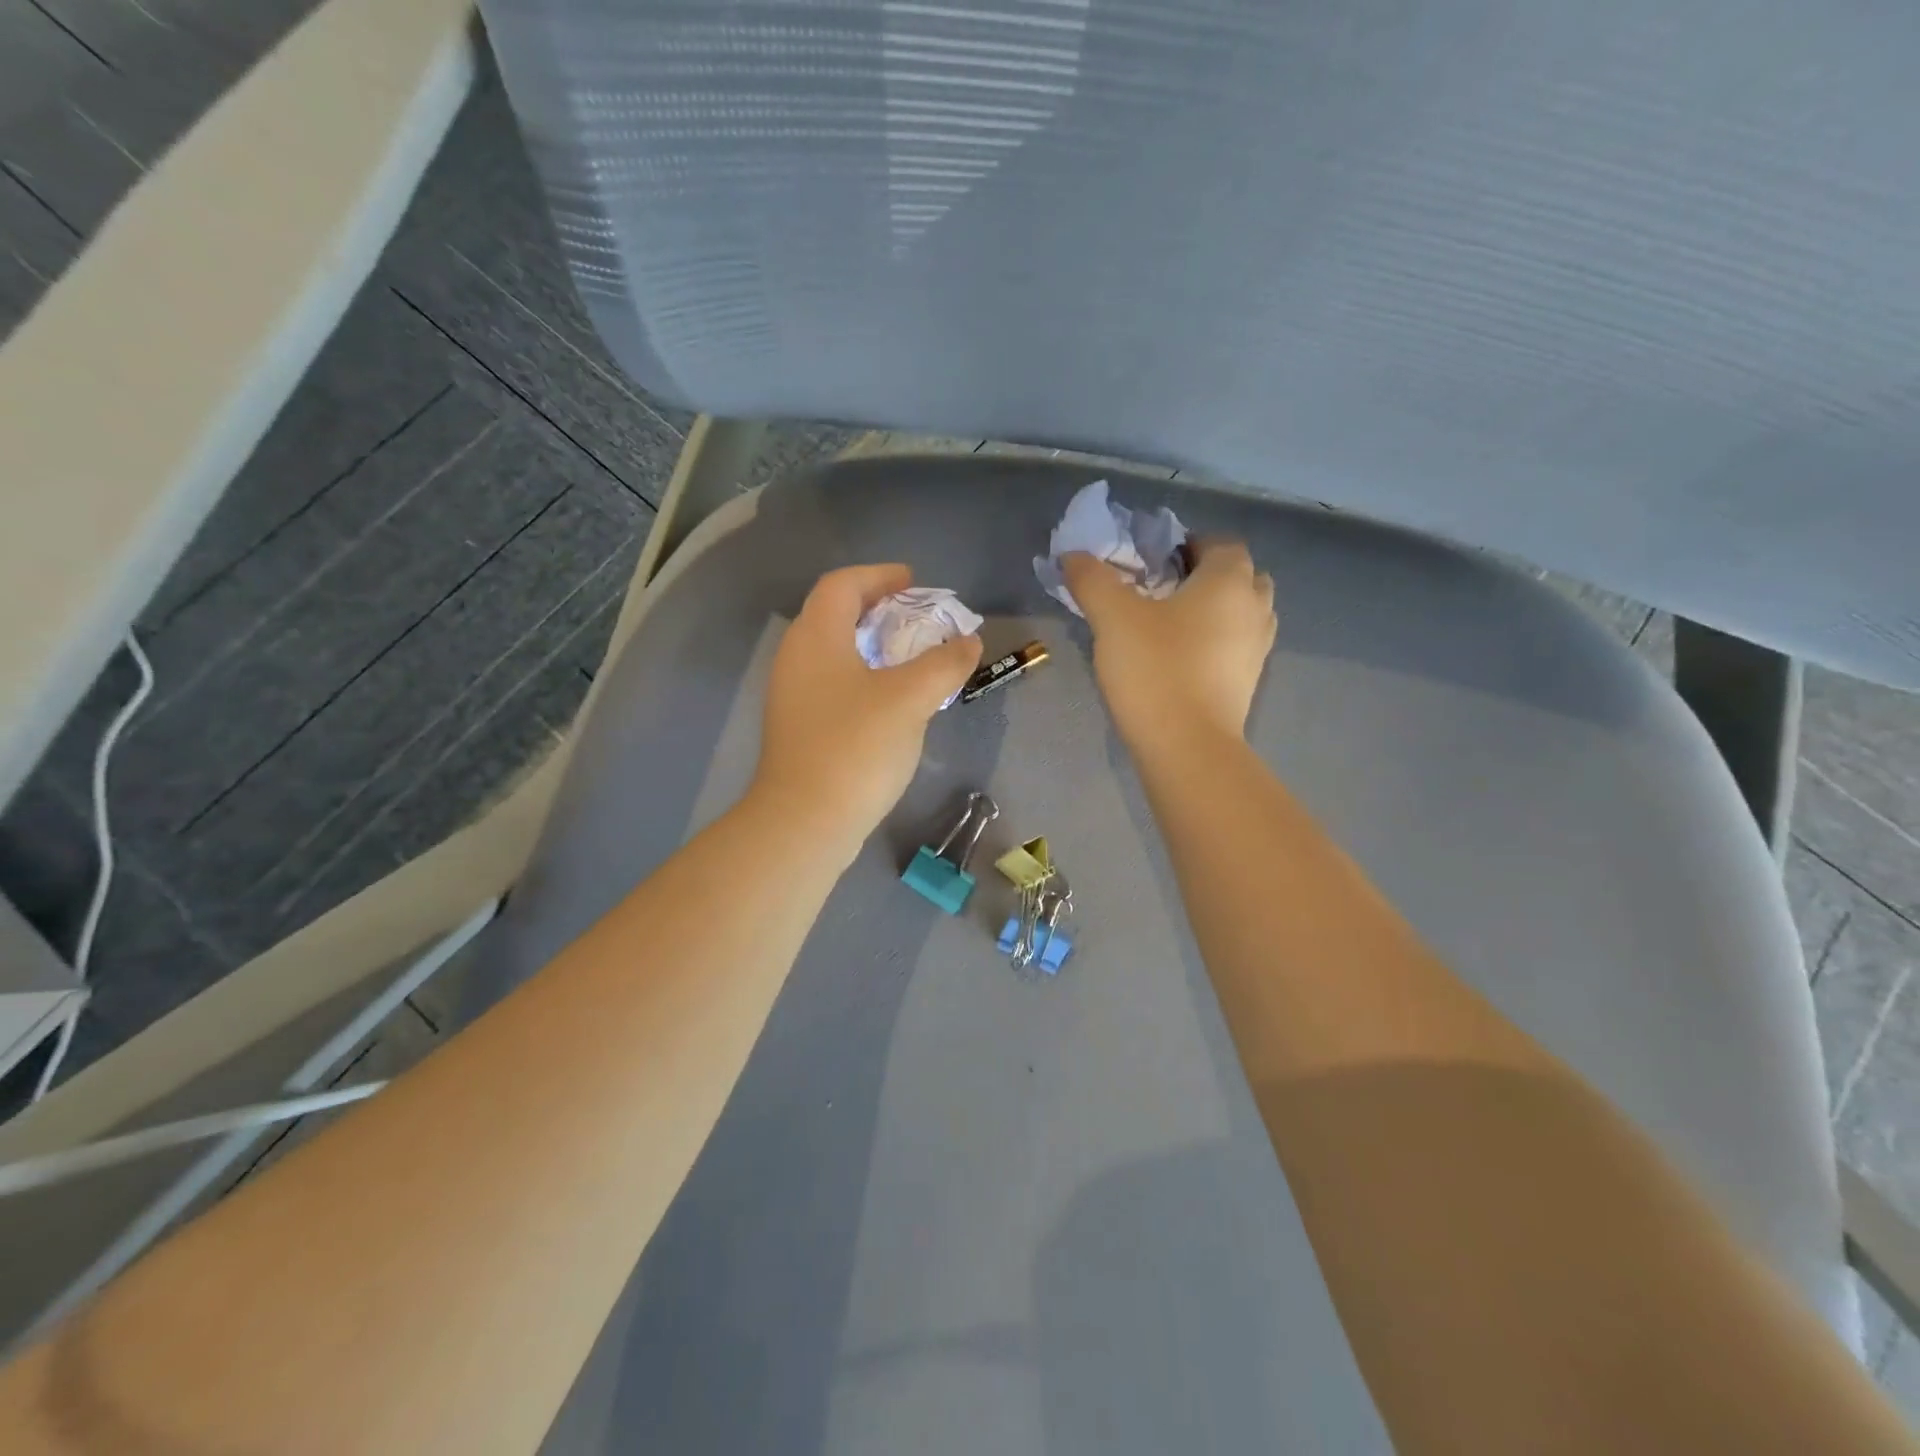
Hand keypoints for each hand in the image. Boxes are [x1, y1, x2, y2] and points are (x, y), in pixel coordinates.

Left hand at [752, 564, 982, 857]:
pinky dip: (863, 675)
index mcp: (816, 636)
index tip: (914, 583)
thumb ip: (944, 663)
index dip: (880, 575)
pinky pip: (833, 682)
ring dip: (873, 645)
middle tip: (918, 618)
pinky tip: (891, 700)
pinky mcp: (798, 726)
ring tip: (912, 658)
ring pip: (834, 651)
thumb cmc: (856, 747)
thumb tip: (968, 642)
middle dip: (879, 609)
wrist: (805, 821)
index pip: (843, 584)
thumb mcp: (910, 699)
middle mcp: (796, 657)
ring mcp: (792, 694)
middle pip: (835, 614)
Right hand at [1063, 538, 1275, 752]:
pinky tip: (1183, 657)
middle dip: (1209, 575)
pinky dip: (1219, 641)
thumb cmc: (1155, 669)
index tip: (1155, 561)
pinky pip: (1238, 645)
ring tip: (1174, 624)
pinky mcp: (1249, 682)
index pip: (1221, 544)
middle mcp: (1255, 608)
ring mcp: (1258, 648)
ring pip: (1244, 612)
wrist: (1187, 746)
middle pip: (1241, 576)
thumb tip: (1073, 555)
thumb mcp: (1113, 618)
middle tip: (1166, 590)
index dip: (1190, 544)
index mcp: (1229, 581)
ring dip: (1218, 609)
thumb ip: (1093, 580)